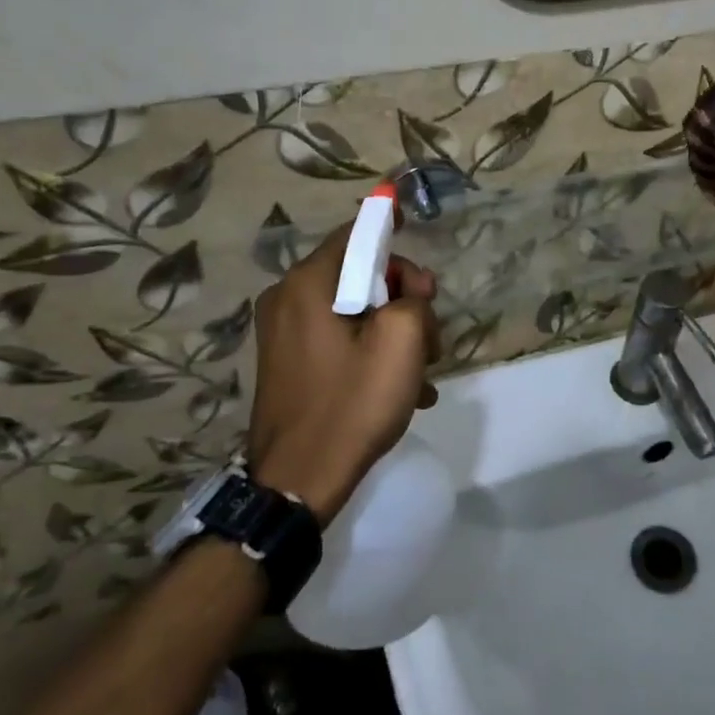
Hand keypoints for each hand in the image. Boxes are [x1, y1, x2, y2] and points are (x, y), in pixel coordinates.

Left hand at [247, 223, 440, 525]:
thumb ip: (413, 297)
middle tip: (431, 338)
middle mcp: (287, 299)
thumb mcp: (402, 342)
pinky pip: (339, 341)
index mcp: (308, 284)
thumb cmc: (352, 403)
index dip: (391, 234)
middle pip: (358, 276)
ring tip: (423, 374)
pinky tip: (404, 390)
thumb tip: (409, 290)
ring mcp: (283, 334)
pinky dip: (371, 354)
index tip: (415, 243)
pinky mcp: (287, 364)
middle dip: (402, 300)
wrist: (298, 481)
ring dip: (394, 333)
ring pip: (354, 312)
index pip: (356, 235)